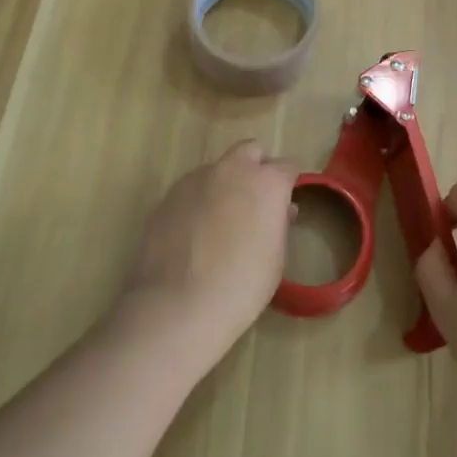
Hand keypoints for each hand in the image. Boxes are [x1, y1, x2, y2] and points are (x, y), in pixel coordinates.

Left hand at [118, 140, 297, 366]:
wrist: (179, 305)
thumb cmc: (242, 285)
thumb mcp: (276, 256)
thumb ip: (279, 223)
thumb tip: (281, 210)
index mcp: (266, 181)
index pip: (288, 166)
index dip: (289, 183)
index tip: (286, 202)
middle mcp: (232, 170)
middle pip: (250, 150)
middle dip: (256, 167)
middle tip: (255, 201)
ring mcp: (195, 179)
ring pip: (217, 169)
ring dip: (224, 185)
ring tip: (219, 222)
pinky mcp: (167, 196)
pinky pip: (191, 190)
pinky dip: (198, 202)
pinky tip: (194, 234)